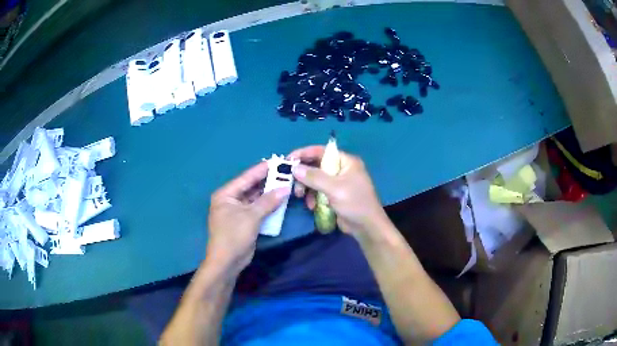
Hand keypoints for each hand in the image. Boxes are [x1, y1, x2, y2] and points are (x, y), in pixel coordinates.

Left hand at [207, 161, 289, 275]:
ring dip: (268, 193)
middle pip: (251, 187)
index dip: (262, 169)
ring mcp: (237, 211)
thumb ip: (268, 201)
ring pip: (255, 198)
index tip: (277, 161)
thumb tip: (285, 189)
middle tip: (285, 172)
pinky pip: (257, 209)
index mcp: (226, 194)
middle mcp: (230, 200)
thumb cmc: (234, 235)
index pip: (246, 178)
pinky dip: (267, 206)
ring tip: (286, 184)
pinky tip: (280, 200)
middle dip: (267, 181)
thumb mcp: (251, 216)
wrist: (227, 261)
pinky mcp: (244, 221)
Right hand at [289, 146, 389, 238]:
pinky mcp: (335, 195)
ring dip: (306, 188)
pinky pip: (318, 191)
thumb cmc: (354, 203)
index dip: (304, 153)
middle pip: (316, 166)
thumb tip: (294, 168)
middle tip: (292, 183)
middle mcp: (342, 169)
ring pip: (315, 180)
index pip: (321, 151)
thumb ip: (314, 177)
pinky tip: (311, 206)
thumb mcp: (334, 188)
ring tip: (300, 196)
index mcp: (346, 161)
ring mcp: (338, 183)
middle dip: (304, 175)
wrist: (367, 227)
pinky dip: (313, 197)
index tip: (288, 160)